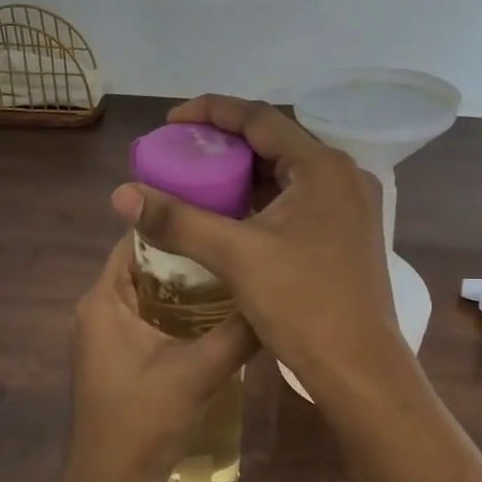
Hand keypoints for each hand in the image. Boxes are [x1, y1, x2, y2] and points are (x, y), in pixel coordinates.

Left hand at [66, 231, 257, 481]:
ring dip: (187, 282)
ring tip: (236, 268)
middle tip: (237, 241)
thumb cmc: (142, 423)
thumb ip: (237, 333)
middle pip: (145, 263)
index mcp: (103, 300)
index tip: (220, 213)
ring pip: (150, 290)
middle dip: (188, 253)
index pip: (135, 240)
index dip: (174, 224)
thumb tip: (275, 297)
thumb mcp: (197, 373)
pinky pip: (150, 314)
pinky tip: (220, 310)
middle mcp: (99, 308)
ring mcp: (107, 332)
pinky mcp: (120, 353)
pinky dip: (180, 308)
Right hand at [109, 95, 406, 399]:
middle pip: (275, 142)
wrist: (360, 370)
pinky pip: (297, 198)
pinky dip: (262, 198)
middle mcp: (343, 176)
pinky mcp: (346, 232)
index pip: (260, 118)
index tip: (171, 121)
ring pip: (286, 172)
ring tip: (199, 179)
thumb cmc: (303, 306)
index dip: (211, 111)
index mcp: (323, 168)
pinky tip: (232, 213)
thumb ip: (178, 220)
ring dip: (244, 172)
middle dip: (225, 143)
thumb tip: (121, 193)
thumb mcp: (236, 257)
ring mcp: (350, 205)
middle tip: (181, 152)